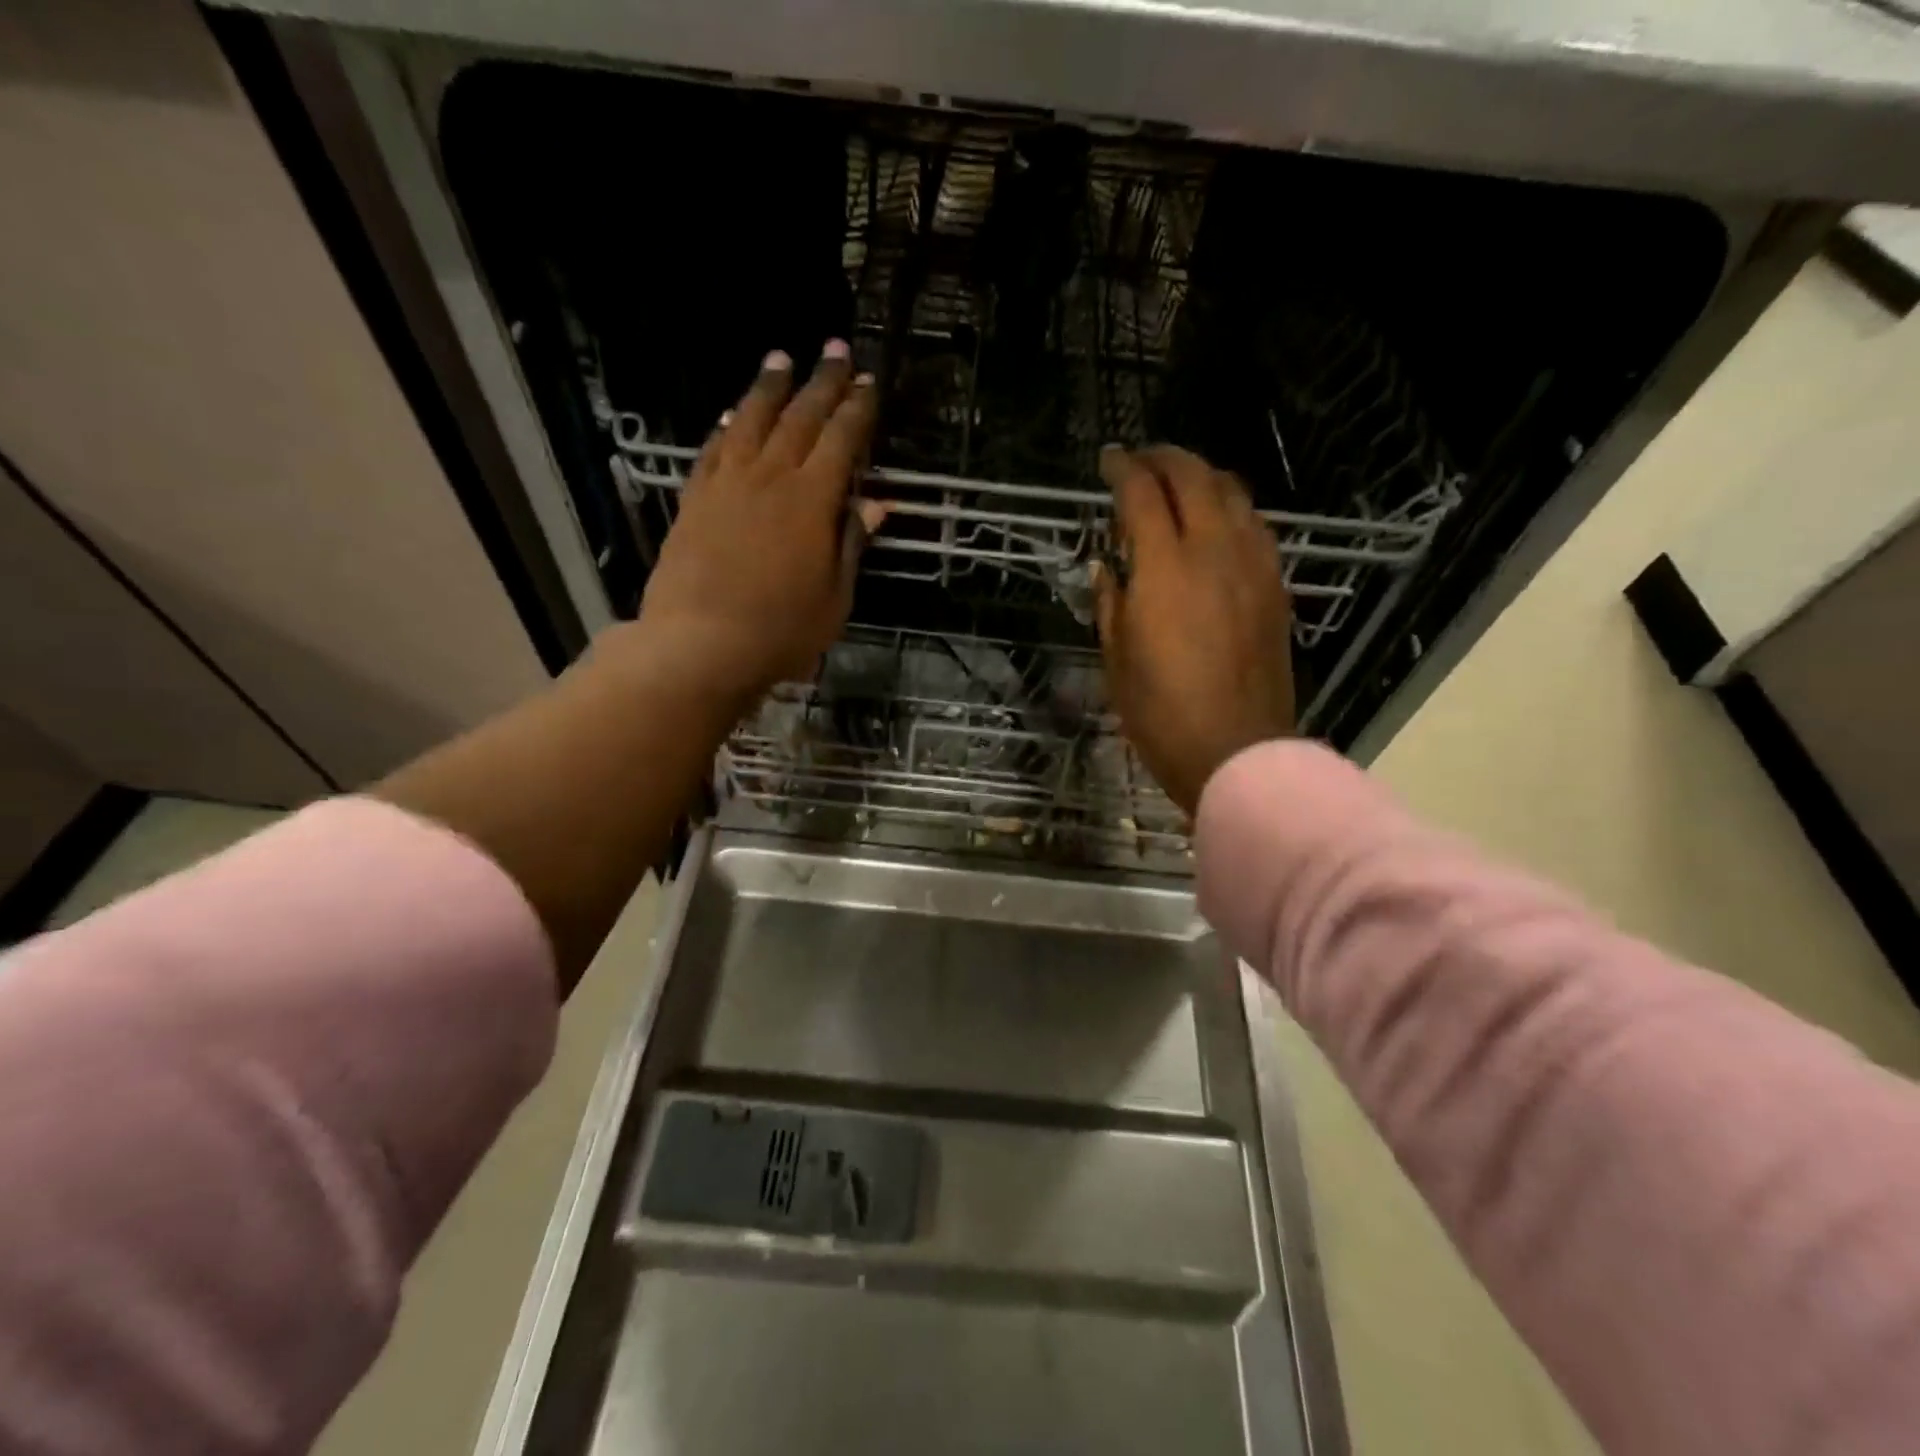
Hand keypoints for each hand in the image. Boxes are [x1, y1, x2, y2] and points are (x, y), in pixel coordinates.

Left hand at [640, 343, 885, 706]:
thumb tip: (875, 505)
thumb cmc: (781, 631)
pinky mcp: (695, 500)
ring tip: (780, 359)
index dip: (857, 409)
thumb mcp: (835, 597)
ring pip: (752, 422)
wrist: (700, 645)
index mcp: (812, 501)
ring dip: (769, 388)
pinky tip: (733, 416)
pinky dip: (727, 427)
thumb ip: (851, 544)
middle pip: (800, 418)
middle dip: (821, 382)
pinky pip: (713, 450)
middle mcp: (770, 478)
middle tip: (835, 349)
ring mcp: (727, 485)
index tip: (868, 382)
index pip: (841, 440)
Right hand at [1094, 445, 1294, 815]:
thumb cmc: (1160, 712)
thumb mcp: (1115, 659)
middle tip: (1140, 461)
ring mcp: (1252, 565)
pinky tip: (1217, 525)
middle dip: (1164, 458)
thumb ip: (1110, 602)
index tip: (1107, 461)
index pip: (1142, 494)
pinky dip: (1231, 510)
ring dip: (1202, 477)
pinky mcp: (1275, 586)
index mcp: (1164, 568)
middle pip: (1193, 477)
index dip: (1122, 469)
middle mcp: (1213, 550)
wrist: (1236, 750)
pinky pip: (1255, 526)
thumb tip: (1106, 566)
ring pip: (1233, 493)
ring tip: (1179, 484)